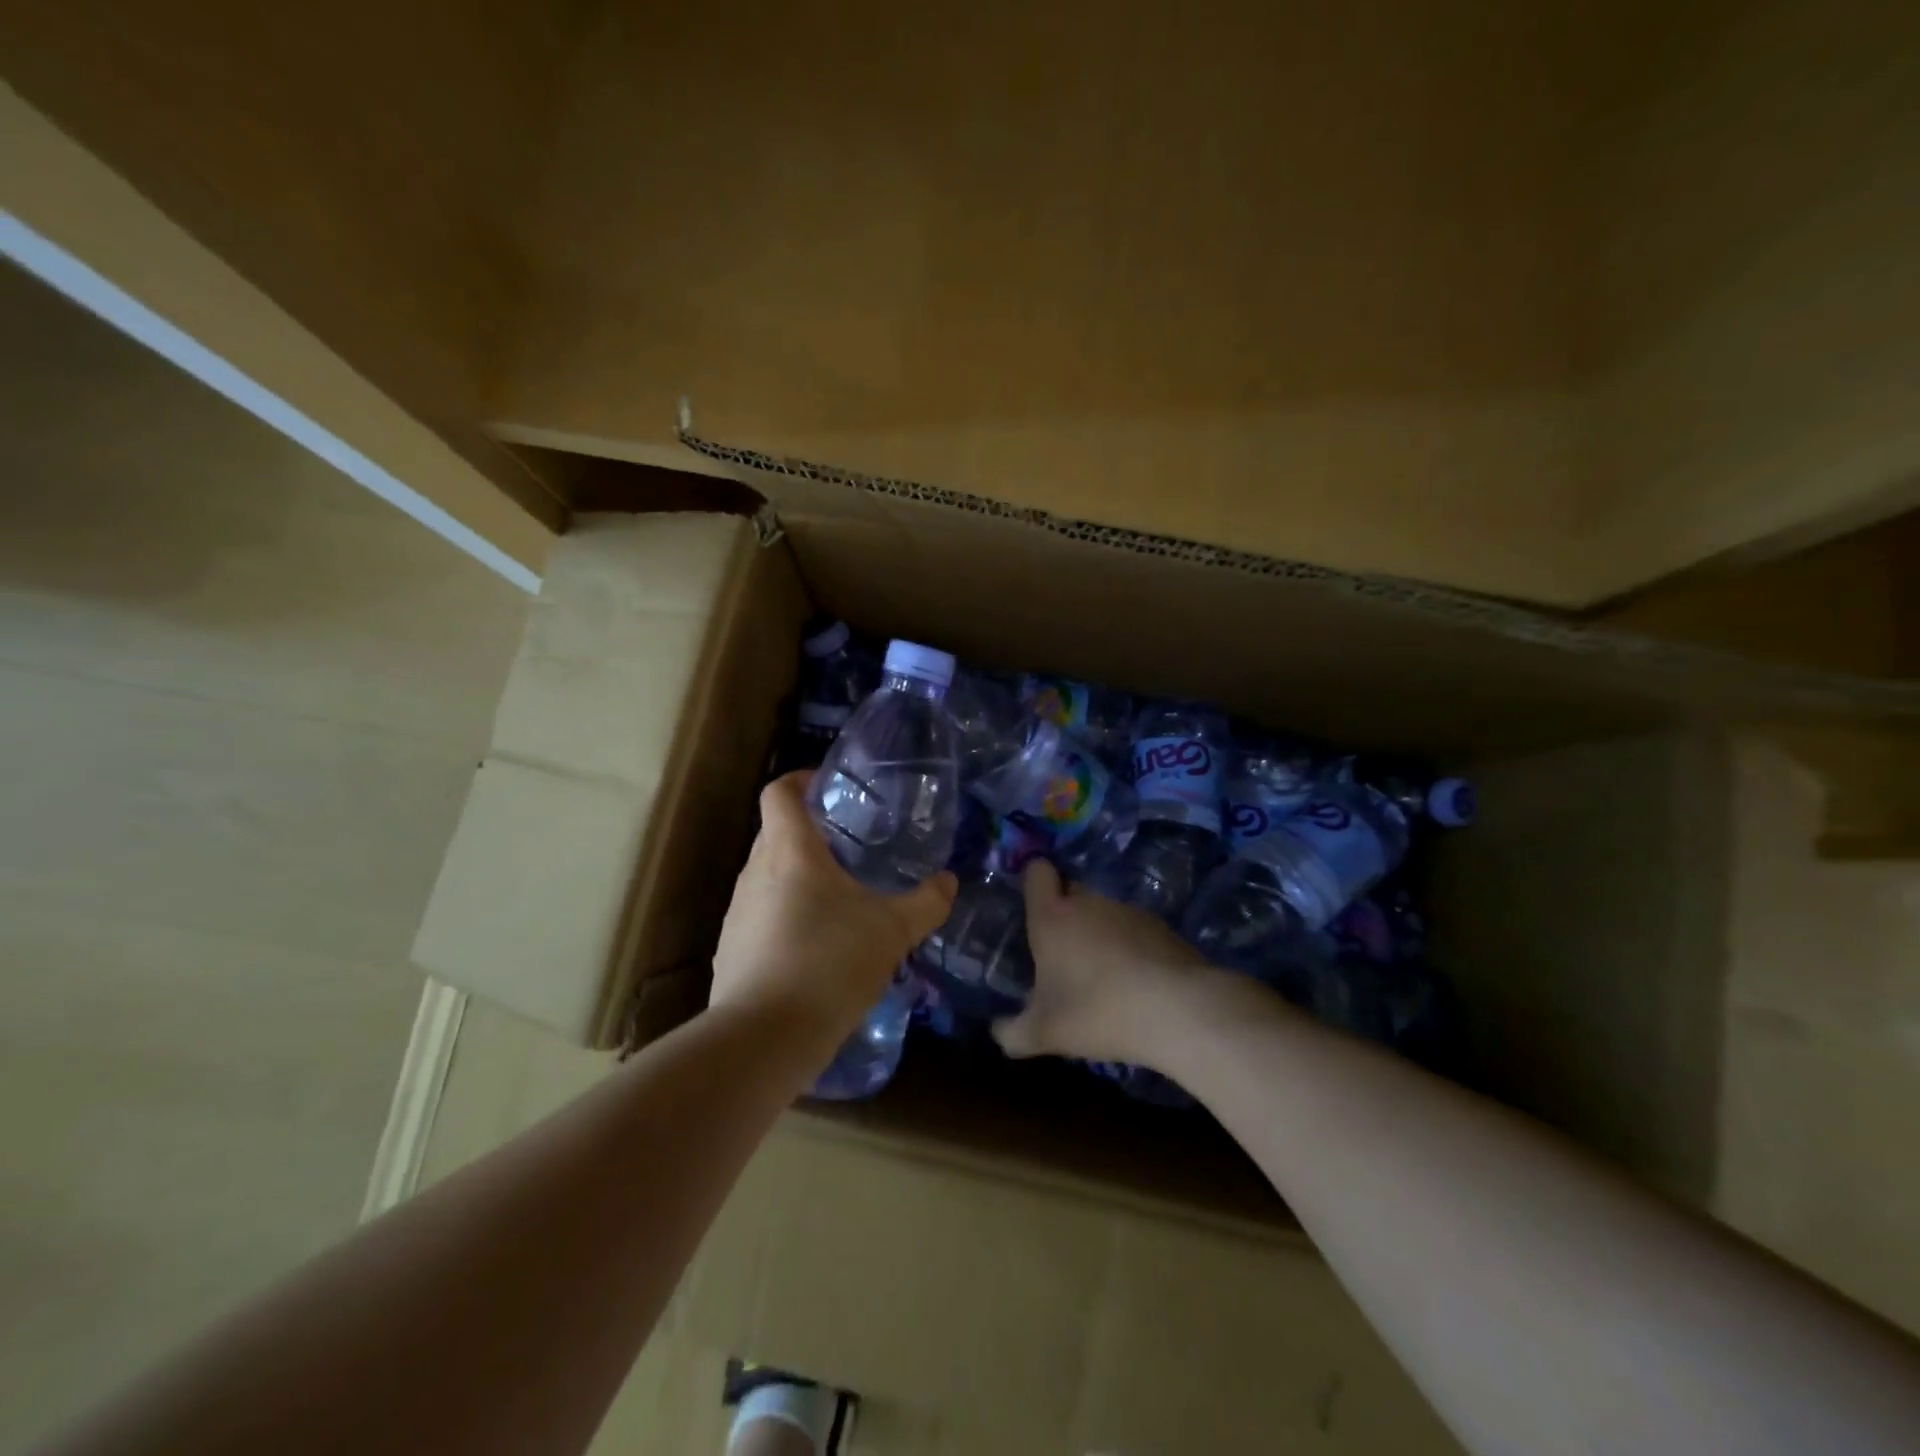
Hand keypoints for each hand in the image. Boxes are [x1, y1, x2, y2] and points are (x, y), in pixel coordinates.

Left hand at [710, 772, 956, 1039]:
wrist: (764, 1038)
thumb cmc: (829, 963)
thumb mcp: (891, 931)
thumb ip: (925, 903)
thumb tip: (948, 882)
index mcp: (790, 852)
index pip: (779, 793)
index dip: (800, 780)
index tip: (827, 786)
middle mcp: (755, 873)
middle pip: (775, 834)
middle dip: (809, 834)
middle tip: (849, 847)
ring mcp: (737, 913)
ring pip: (767, 877)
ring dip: (797, 878)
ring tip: (837, 900)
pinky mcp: (730, 950)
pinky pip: (760, 916)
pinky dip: (784, 917)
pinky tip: (814, 948)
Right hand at [993, 860, 1211, 1062]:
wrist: (1176, 1009)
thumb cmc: (1096, 1011)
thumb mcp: (1045, 1032)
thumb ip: (1014, 1033)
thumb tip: (999, 1033)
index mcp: (1052, 916)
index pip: (1037, 872)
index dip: (1034, 880)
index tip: (1033, 904)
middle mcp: (1088, 903)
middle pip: (1071, 892)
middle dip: (1065, 915)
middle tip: (1063, 956)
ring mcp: (1128, 911)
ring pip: (1104, 913)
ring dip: (1099, 934)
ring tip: (1104, 978)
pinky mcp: (1161, 927)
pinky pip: (1134, 931)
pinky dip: (1131, 949)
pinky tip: (1137, 984)